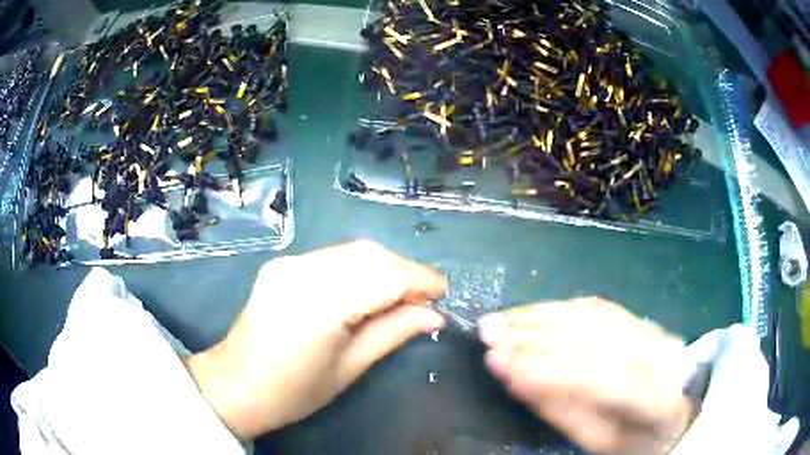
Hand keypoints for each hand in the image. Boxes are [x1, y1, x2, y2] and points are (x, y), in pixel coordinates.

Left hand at [184, 240, 446, 438]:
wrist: (236, 384)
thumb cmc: (294, 391)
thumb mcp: (349, 368)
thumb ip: (393, 333)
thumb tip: (433, 315)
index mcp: (320, 304)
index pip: (384, 277)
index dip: (420, 280)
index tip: (443, 292)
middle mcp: (302, 271)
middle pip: (369, 255)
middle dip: (405, 271)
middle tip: (423, 298)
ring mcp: (288, 263)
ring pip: (352, 250)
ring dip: (384, 267)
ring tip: (400, 295)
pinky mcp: (282, 264)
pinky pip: (332, 257)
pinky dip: (359, 268)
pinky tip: (366, 289)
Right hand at [478, 298, 694, 454]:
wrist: (678, 407)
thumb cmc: (635, 438)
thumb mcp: (599, 440)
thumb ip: (562, 412)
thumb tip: (516, 380)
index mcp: (656, 396)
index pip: (601, 378)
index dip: (547, 369)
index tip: (497, 363)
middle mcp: (659, 353)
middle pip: (595, 338)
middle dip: (536, 335)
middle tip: (487, 332)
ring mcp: (652, 330)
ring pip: (594, 316)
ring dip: (542, 315)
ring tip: (501, 319)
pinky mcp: (640, 320)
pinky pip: (597, 307)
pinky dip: (559, 307)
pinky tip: (532, 311)